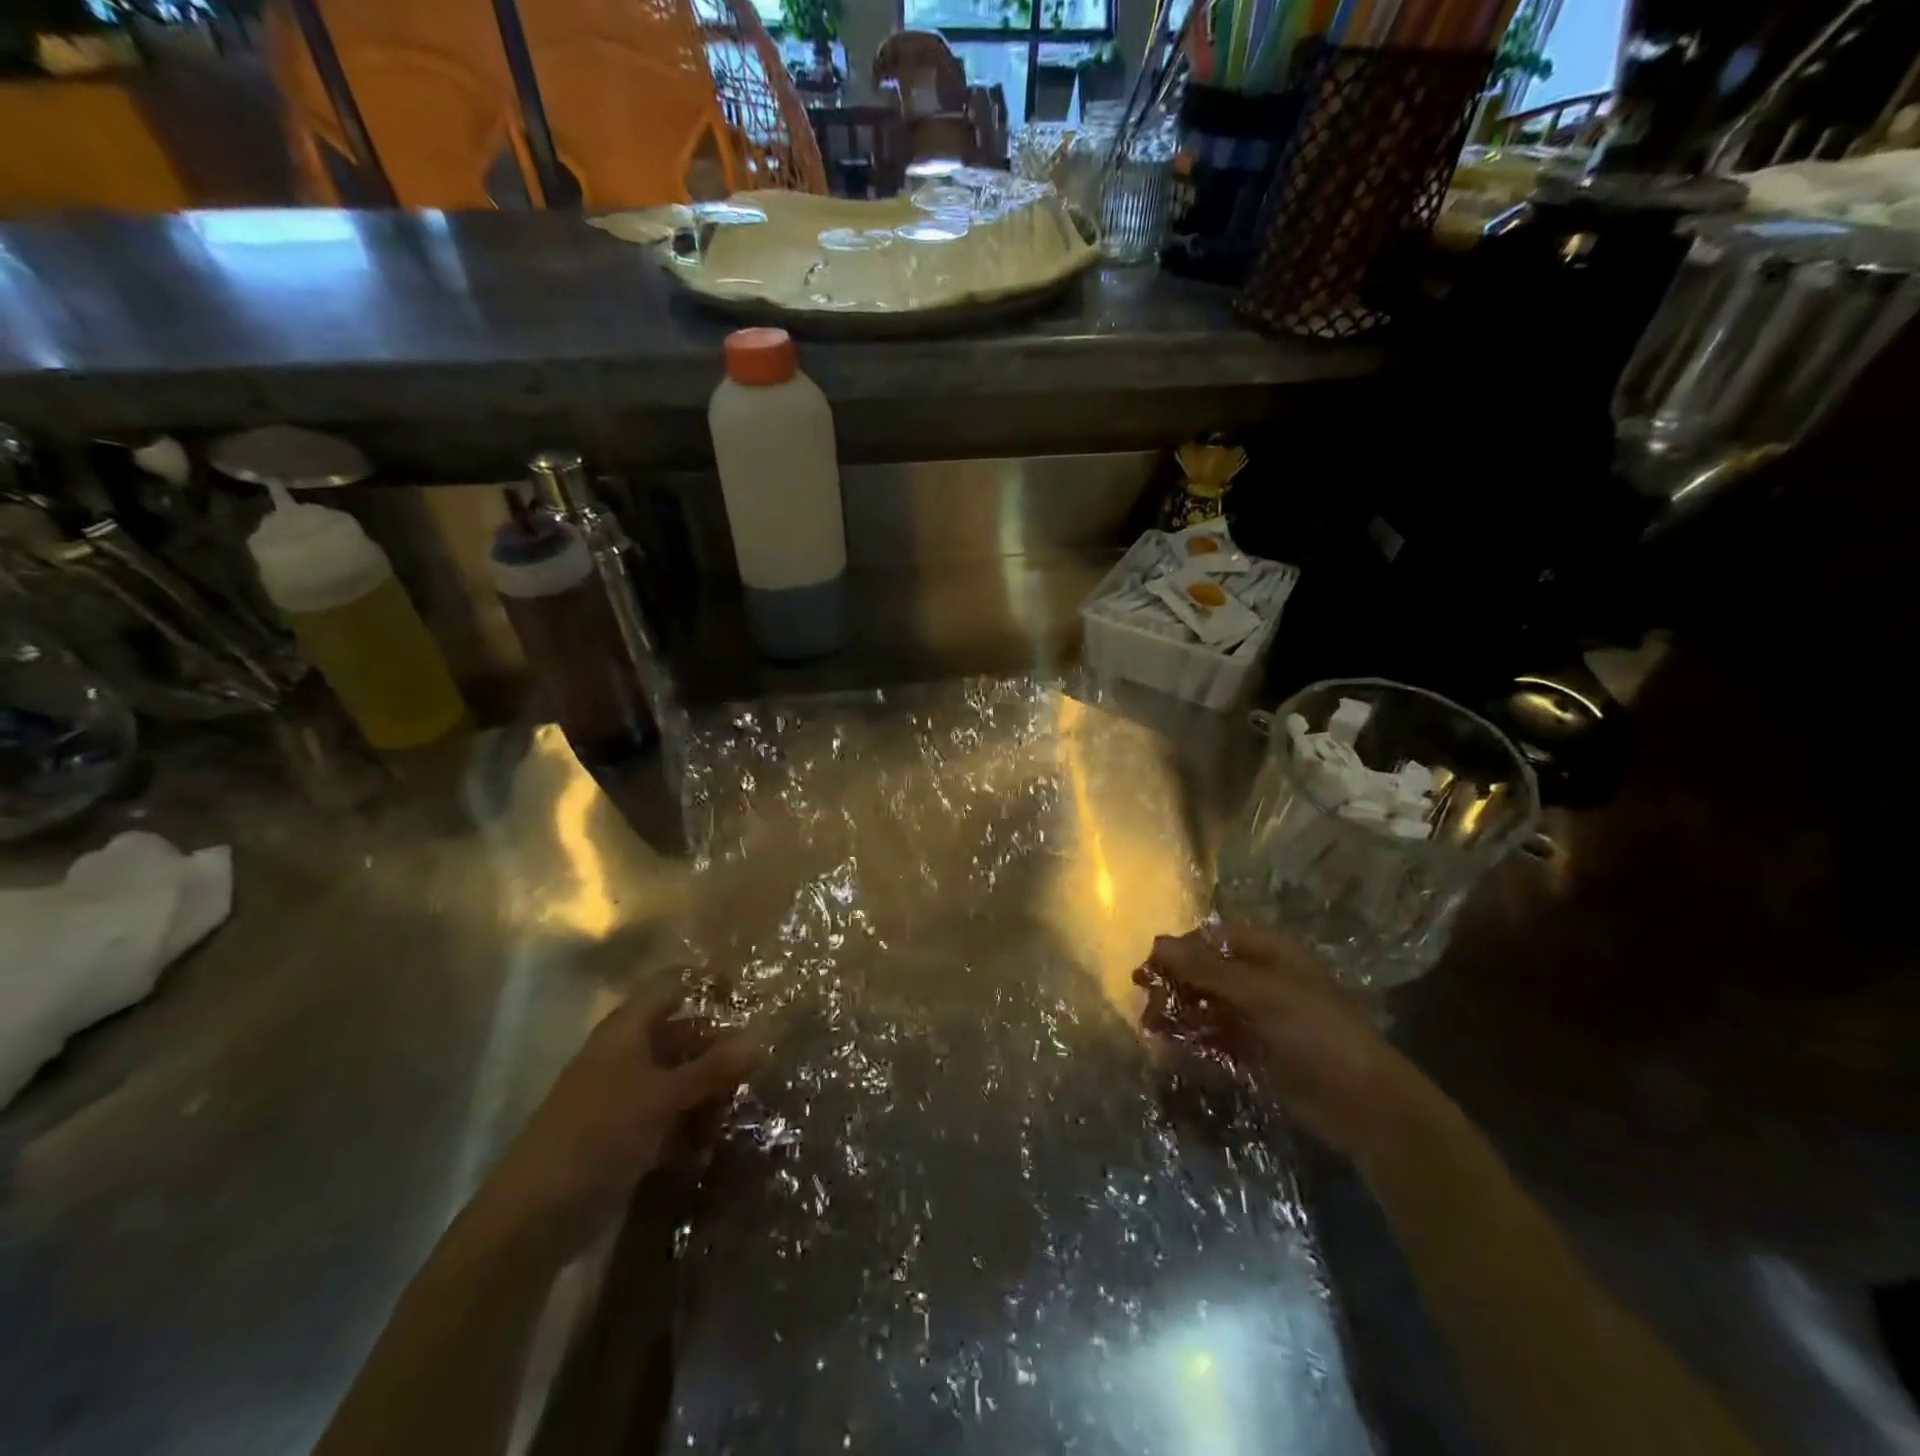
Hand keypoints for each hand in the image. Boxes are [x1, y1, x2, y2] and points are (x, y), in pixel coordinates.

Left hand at [474, 982, 760, 1261]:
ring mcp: (624, 1098)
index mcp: (627, 1030)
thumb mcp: (663, 1096)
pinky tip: (708, 1150)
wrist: (534, 1216)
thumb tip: (763, 1039)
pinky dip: (689, 1129)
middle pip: (682, 1037)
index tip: (749, 998)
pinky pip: (668, 1119)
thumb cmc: (599, 1134)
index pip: (672, 987)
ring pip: (679, 1081)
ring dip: (708, 1096)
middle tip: (758, 1068)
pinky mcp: (623, 1137)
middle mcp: (626, 1055)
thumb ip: (713, 1068)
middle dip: (719, 1051)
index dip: (708, 985)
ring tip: (736, 1115)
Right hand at [1135, 923, 1433, 1158]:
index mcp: (1268, 954)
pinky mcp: (1254, 1054)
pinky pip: (1213, 1041)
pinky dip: (1192, 1045)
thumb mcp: (1260, 993)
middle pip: (1204, 974)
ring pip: (1205, 1008)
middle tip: (1147, 1005)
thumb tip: (1157, 942)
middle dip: (1174, 986)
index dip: (1179, 951)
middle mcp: (1259, 981)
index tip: (1148, 968)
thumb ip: (1206, 969)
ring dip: (1178, 1016)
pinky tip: (1170, 1053)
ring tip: (1152, 1030)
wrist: (1364, 1104)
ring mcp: (1256, 1019)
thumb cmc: (1316, 1032)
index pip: (1211, 940)